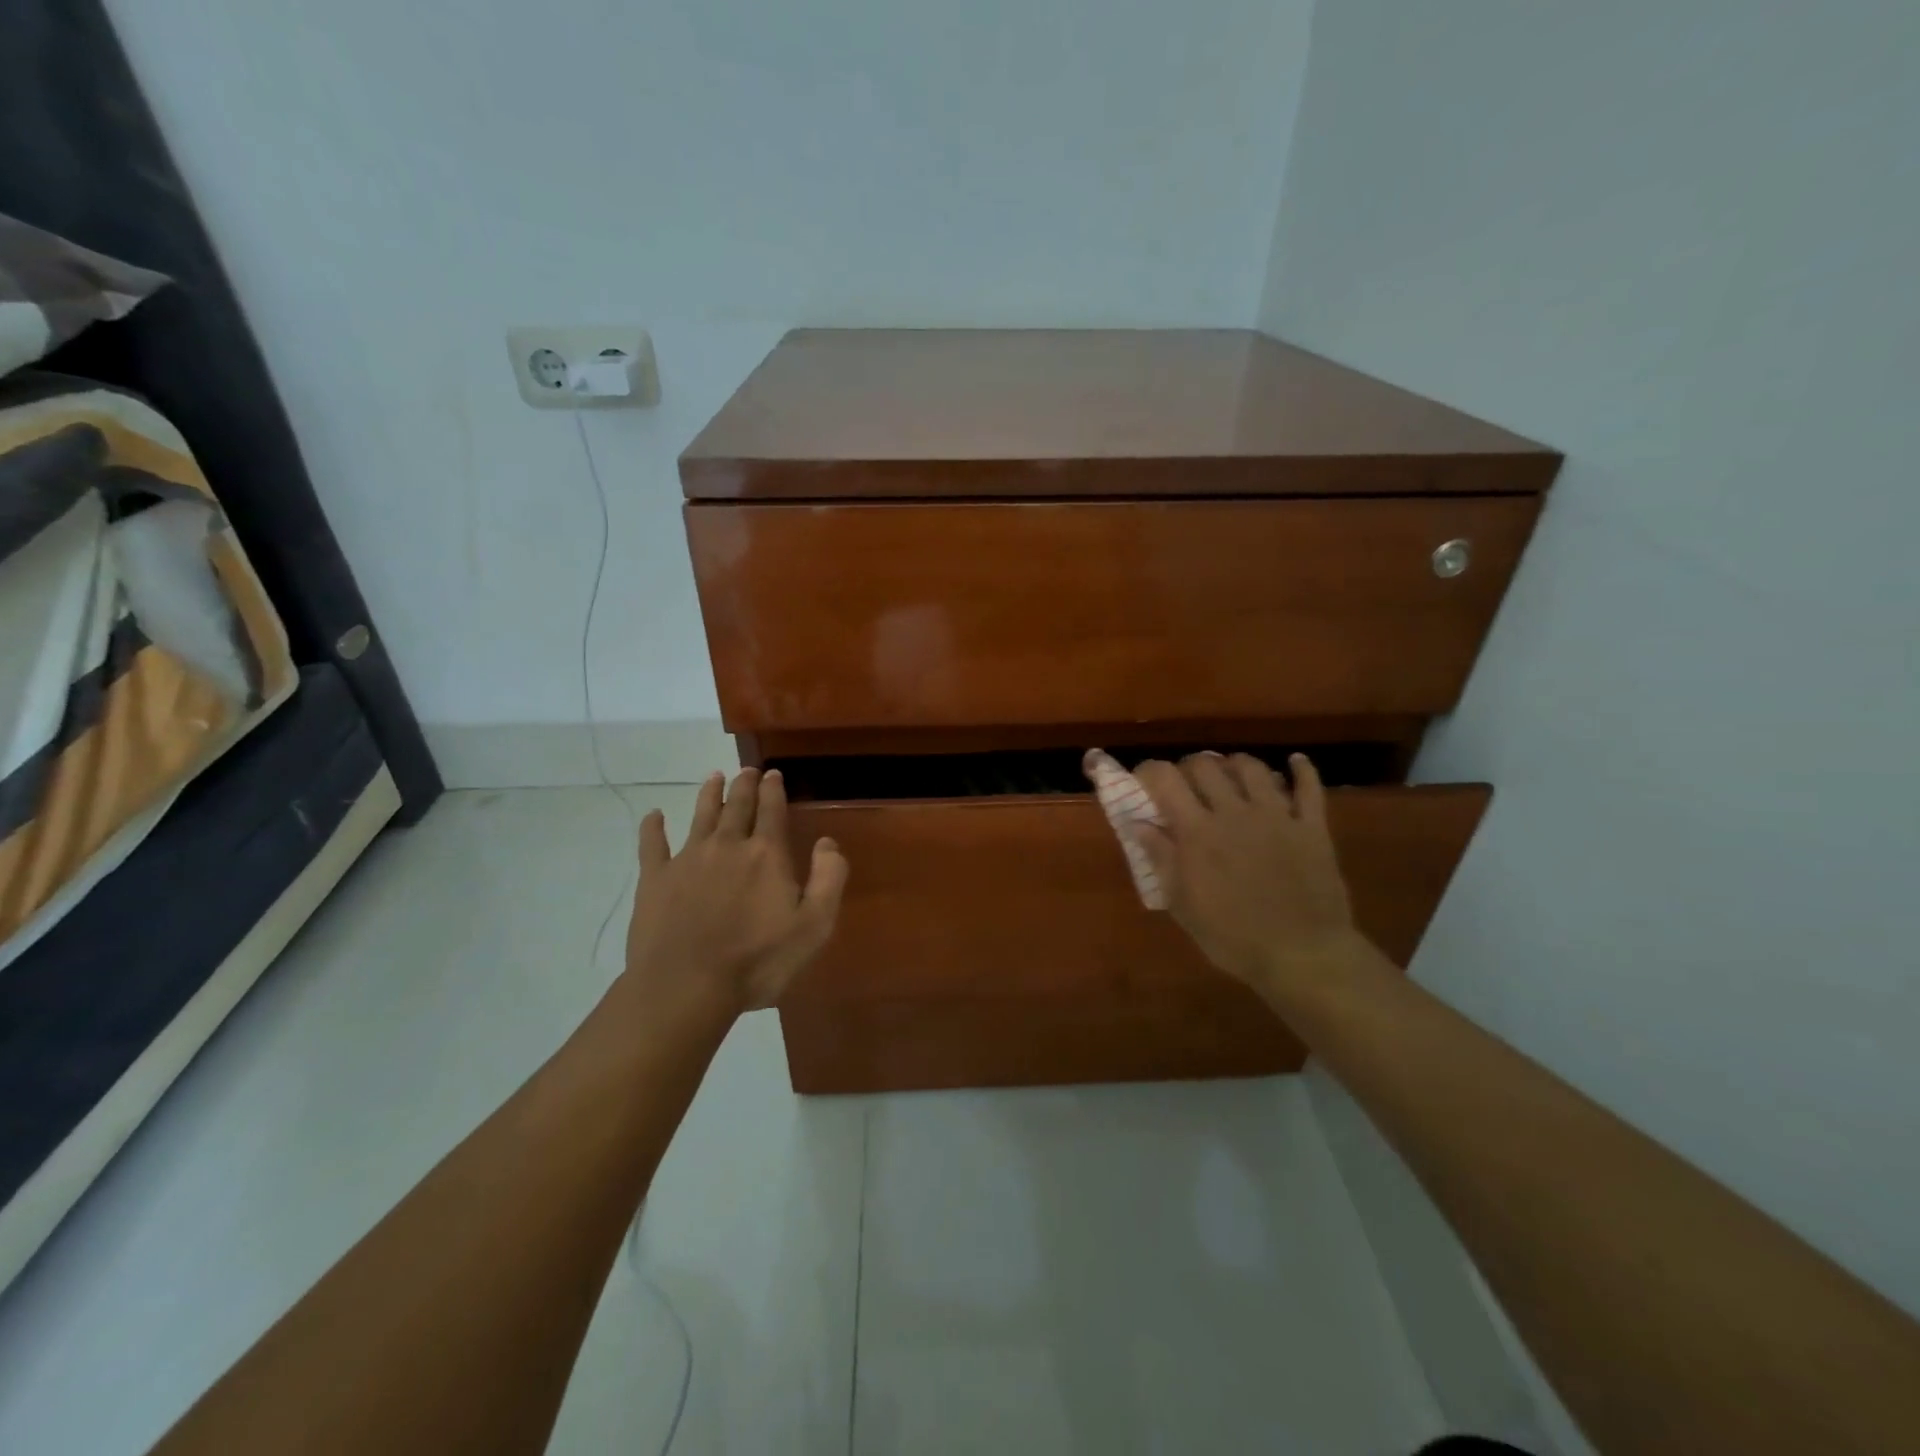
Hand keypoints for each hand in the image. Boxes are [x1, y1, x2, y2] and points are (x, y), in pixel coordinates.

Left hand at [622, 768, 848, 1018]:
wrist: (686, 986)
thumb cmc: (757, 960)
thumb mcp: (814, 926)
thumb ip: (828, 879)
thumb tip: (827, 842)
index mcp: (766, 854)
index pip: (772, 810)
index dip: (774, 789)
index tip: (773, 773)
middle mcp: (727, 845)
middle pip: (737, 806)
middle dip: (744, 785)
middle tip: (747, 770)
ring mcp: (687, 859)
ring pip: (700, 816)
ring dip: (708, 794)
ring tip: (714, 777)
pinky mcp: (655, 879)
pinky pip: (652, 845)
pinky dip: (653, 828)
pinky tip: (653, 816)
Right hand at [1131, 752, 1365, 997]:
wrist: (1303, 956)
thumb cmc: (1233, 938)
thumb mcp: (1183, 906)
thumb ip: (1161, 859)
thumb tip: (1139, 824)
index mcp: (1198, 832)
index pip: (1165, 779)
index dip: (1148, 771)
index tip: (1142, 780)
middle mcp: (1234, 812)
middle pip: (1206, 765)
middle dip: (1189, 768)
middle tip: (1186, 786)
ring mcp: (1276, 815)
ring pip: (1252, 767)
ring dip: (1234, 766)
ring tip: (1229, 779)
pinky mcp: (1311, 827)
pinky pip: (1309, 786)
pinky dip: (1301, 770)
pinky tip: (1294, 763)